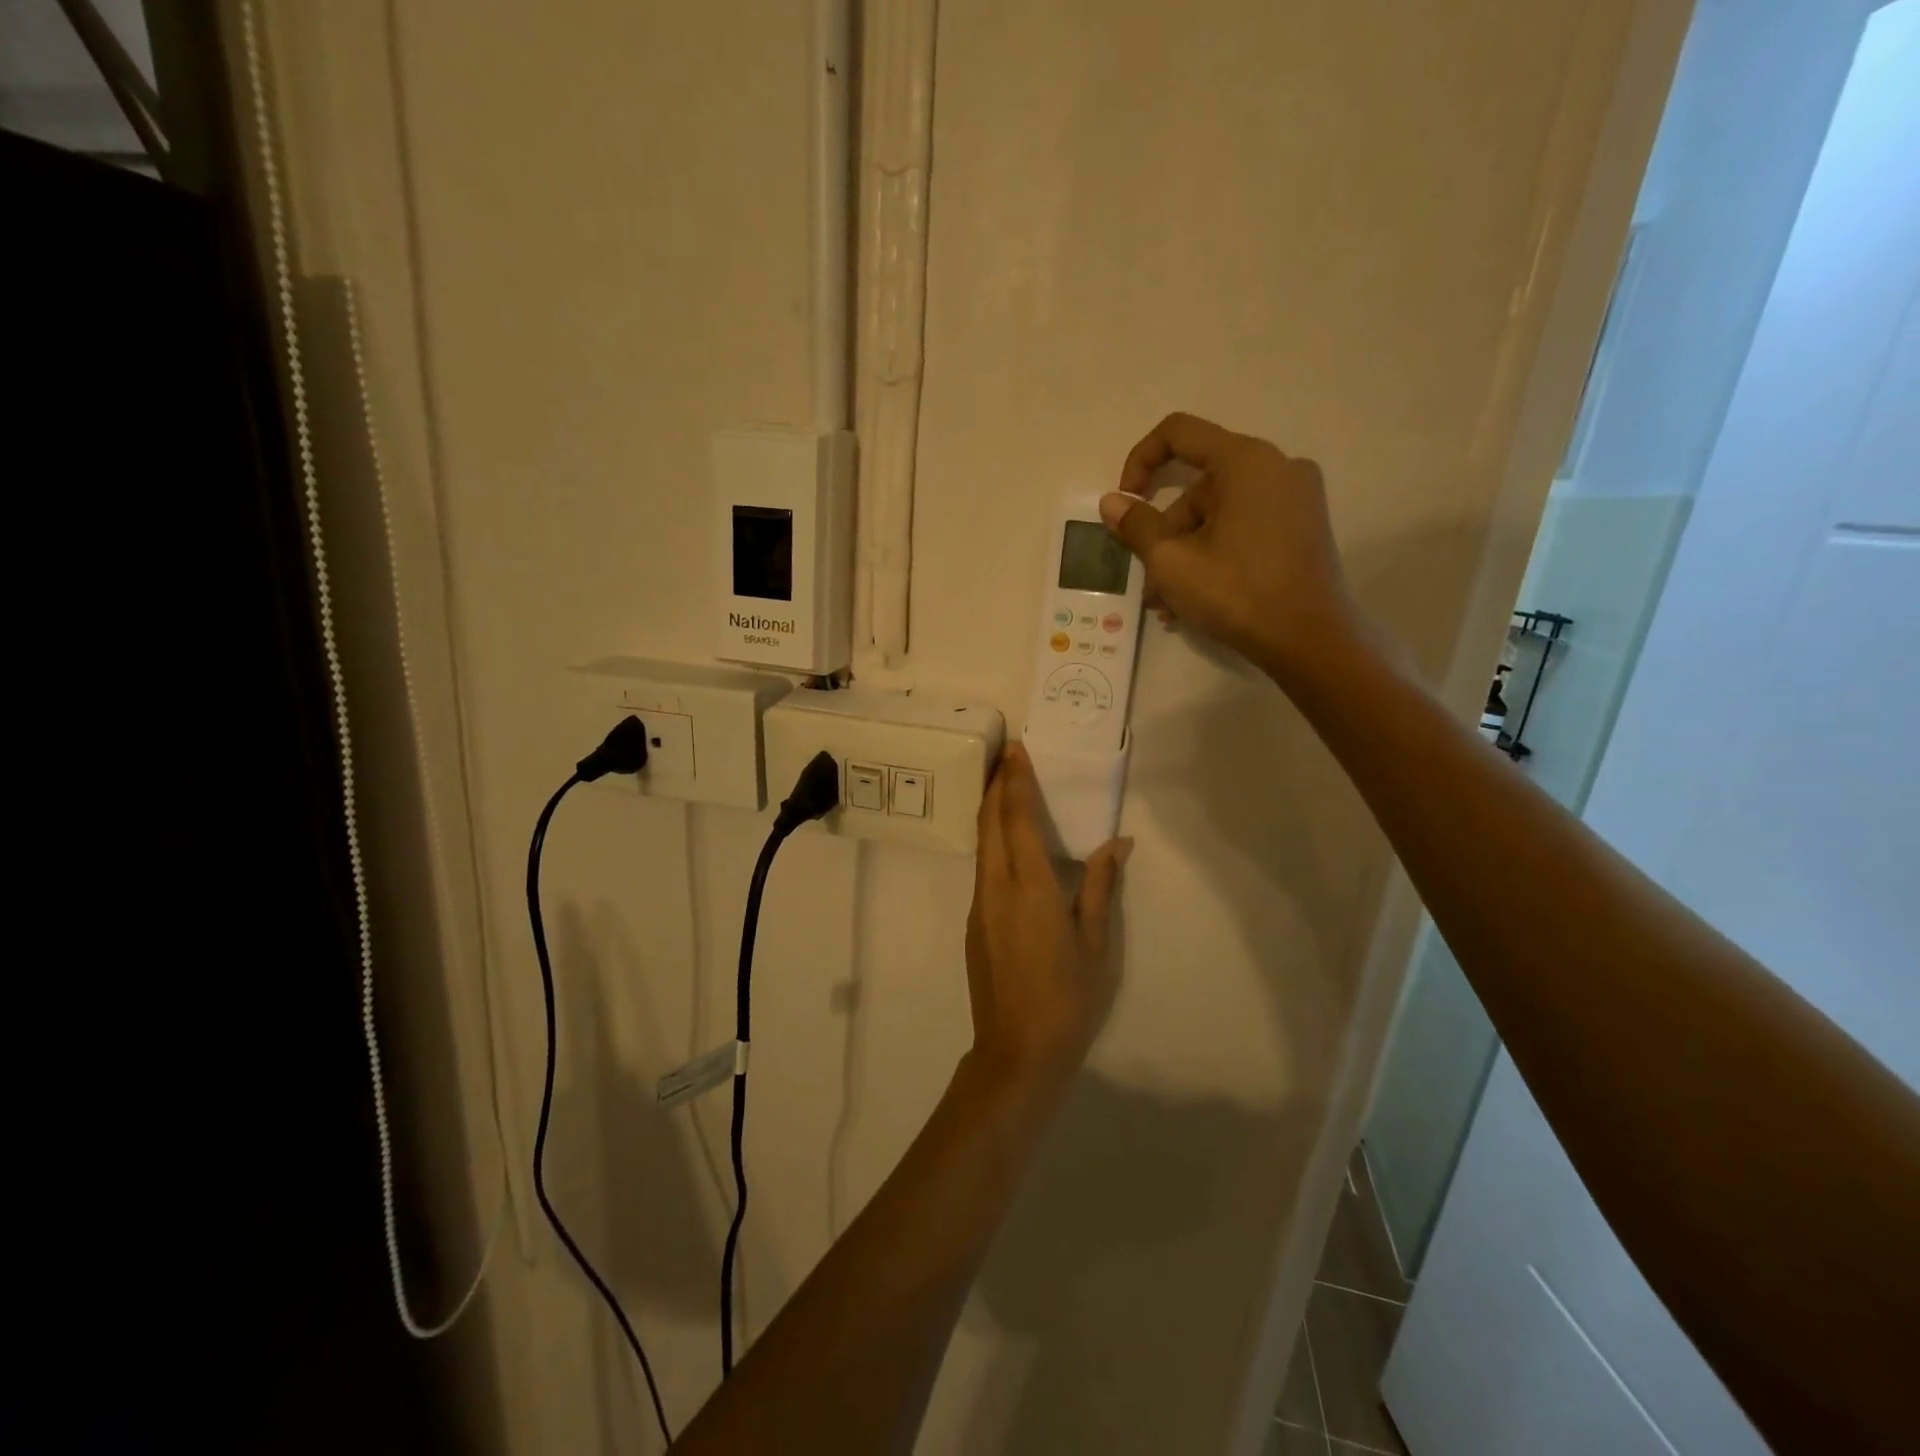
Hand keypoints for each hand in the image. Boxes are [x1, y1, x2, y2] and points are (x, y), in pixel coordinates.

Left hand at [964, 745, 1129, 1092]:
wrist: (1017, 1052)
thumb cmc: (1068, 999)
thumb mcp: (1095, 944)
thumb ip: (1099, 887)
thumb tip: (1117, 843)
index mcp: (1030, 887)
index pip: (1018, 820)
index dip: (1016, 782)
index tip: (1015, 749)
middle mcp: (996, 887)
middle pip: (990, 823)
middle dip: (996, 785)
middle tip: (1006, 755)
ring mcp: (980, 906)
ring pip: (982, 845)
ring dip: (990, 811)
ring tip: (1003, 786)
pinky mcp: (975, 924)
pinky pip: (982, 868)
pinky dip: (991, 841)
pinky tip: (1005, 842)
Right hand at [1101, 412, 1361, 686]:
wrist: (1310, 642)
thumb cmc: (1236, 593)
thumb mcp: (1172, 561)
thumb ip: (1137, 526)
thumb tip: (1112, 502)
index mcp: (1246, 461)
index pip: (1179, 433)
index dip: (1139, 461)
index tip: (1124, 504)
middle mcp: (1277, 467)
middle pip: (1198, 486)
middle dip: (1164, 532)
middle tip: (1147, 581)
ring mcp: (1296, 499)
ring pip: (1219, 514)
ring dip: (1184, 553)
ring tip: (1167, 604)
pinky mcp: (1303, 528)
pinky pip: (1244, 527)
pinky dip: (1215, 554)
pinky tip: (1196, 599)